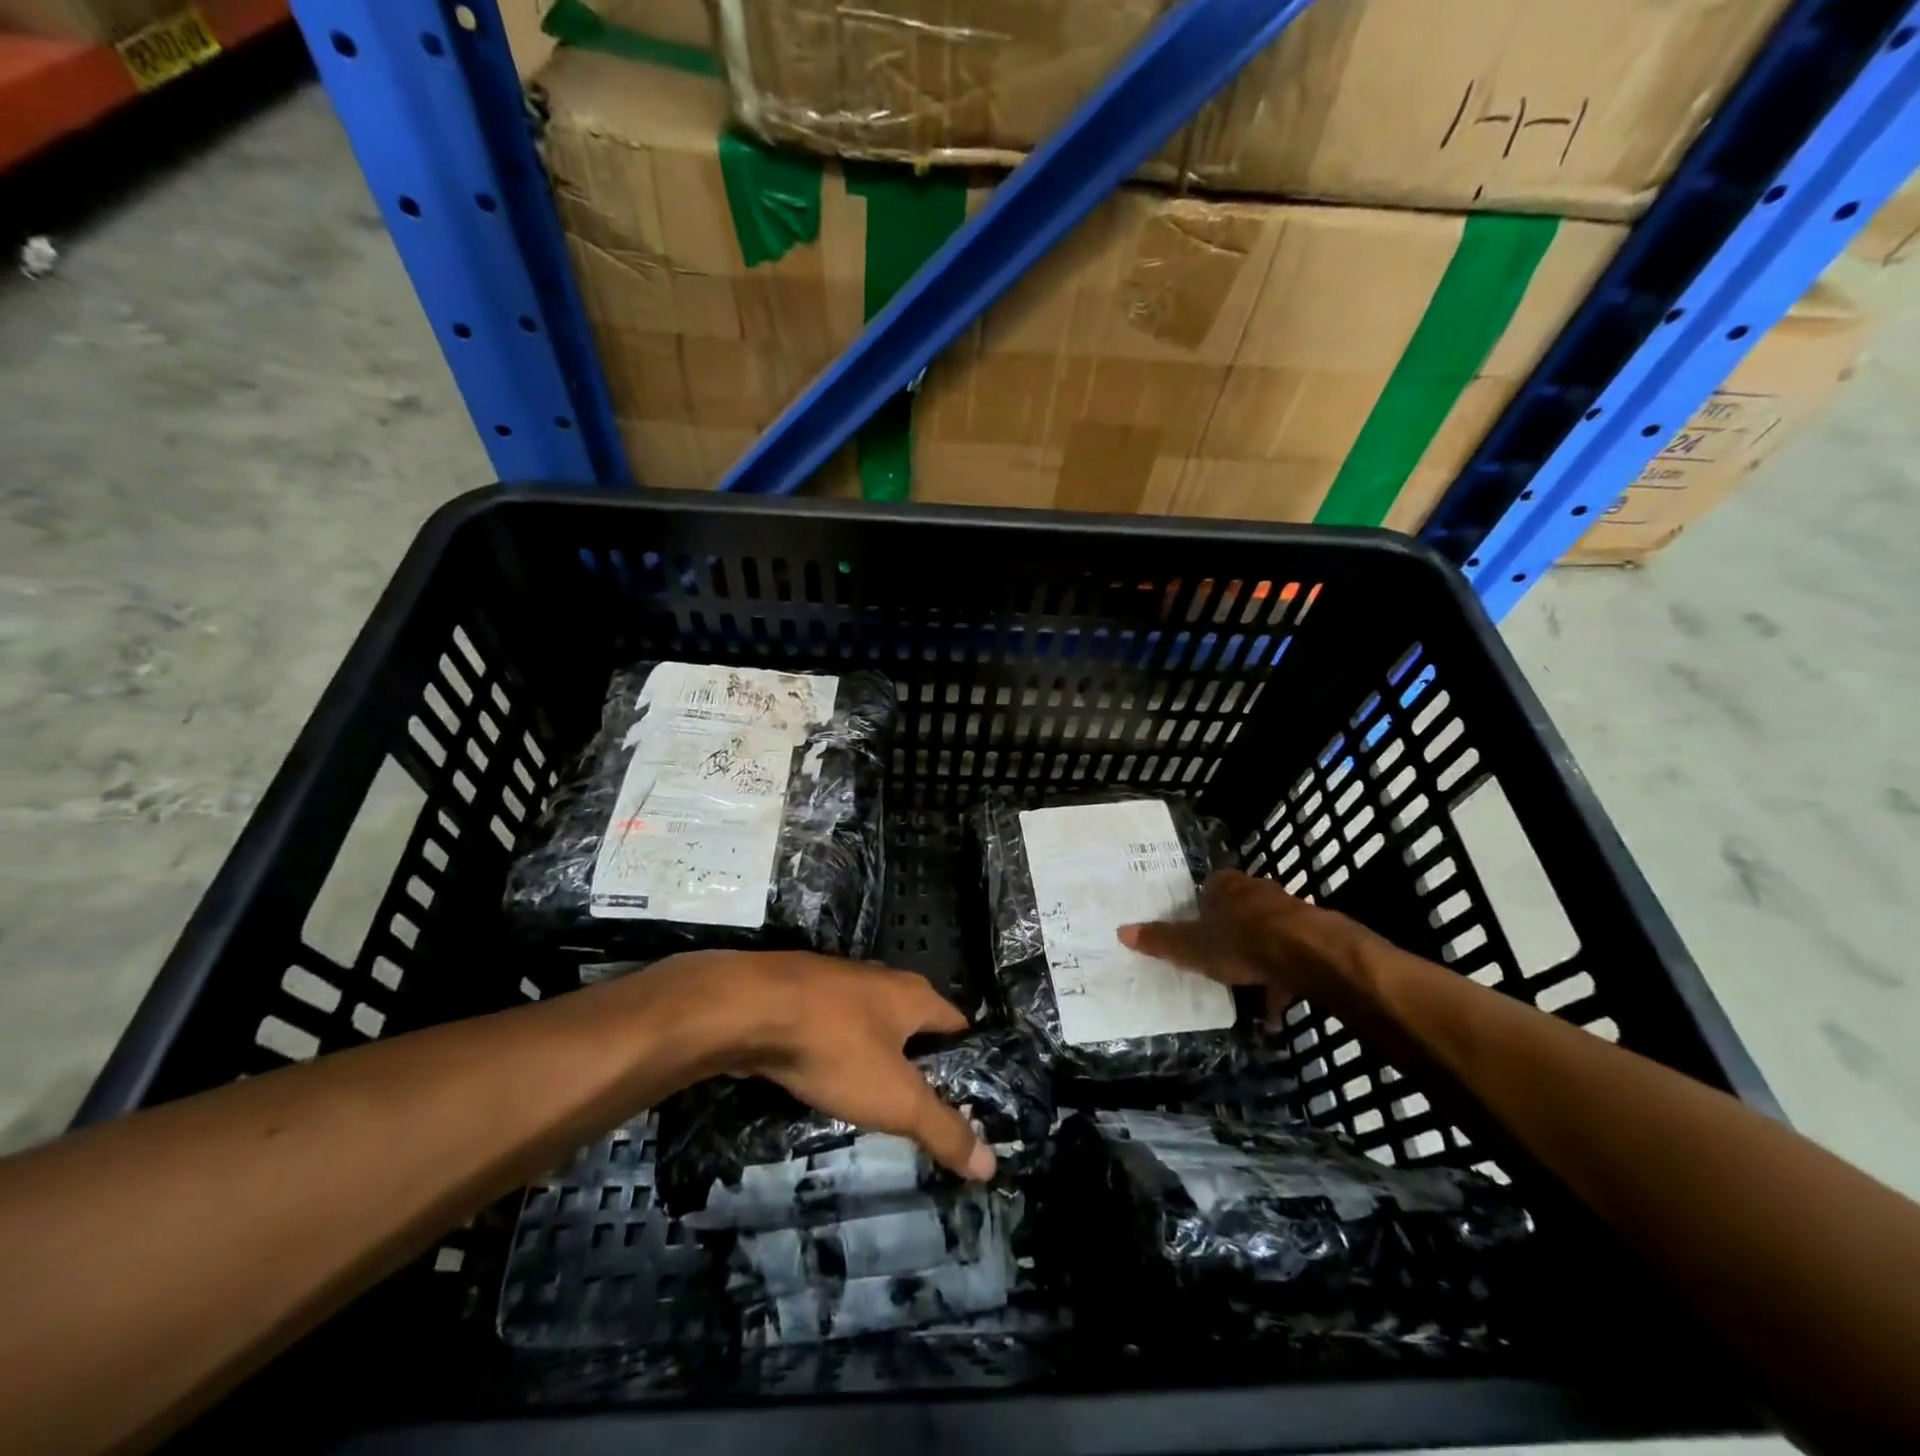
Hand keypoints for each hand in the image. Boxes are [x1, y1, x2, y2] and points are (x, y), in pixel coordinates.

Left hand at [650, 951, 996, 1183]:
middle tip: (923, 1107)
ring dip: (876, 1055)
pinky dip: (838, 1050)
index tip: (970, 1098)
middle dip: (920, 1061)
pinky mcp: (800, 994)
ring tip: (877, 1098)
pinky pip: (833, 1026)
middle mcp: (882, 980)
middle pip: (914, 1023)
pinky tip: (828, 1077)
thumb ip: (943, 1130)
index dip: (967, 1061)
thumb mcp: (896, 1099)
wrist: (749, 1009)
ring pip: (870, 1023)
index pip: (958, 1025)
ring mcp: (838, 982)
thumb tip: (991, 1165)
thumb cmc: (836, 1048)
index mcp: (915, 995)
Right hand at [1118, 870, 1354, 1009]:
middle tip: (1218, 957)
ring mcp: (1289, 911)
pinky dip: (1282, 977)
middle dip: (1231, 930)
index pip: (1209, 887)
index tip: (1195, 928)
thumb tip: (1121, 931)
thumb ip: (1160, 940)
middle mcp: (1257, 890)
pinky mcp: (1313, 934)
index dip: (1201, 907)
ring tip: (1248, 986)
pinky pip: (1291, 955)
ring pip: (1267, 931)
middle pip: (1239, 908)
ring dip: (1258, 954)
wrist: (1307, 952)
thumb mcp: (1192, 946)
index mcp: (1225, 885)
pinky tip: (1275, 1005)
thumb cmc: (1241, 942)